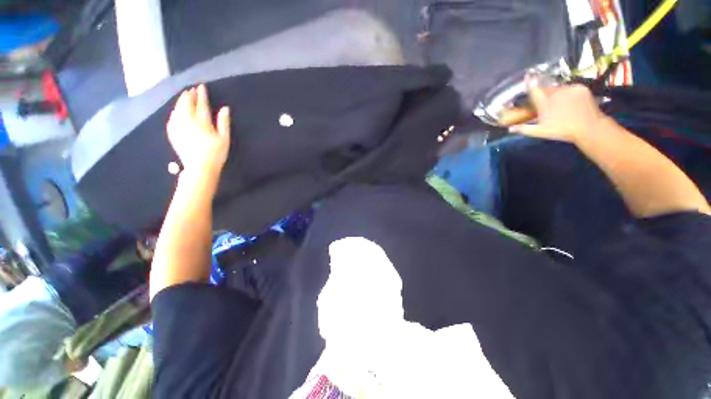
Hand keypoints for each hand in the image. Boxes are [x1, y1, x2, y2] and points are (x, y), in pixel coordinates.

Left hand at [166, 84, 230, 176]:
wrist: (200, 167)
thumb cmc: (216, 154)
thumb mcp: (224, 139)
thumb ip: (223, 122)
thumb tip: (225, 108)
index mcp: (202, 122)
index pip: (201, 105)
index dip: (202, 95)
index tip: (201, 87)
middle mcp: (187, 121)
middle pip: (186, 104)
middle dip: (189, 96)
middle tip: (192, 90)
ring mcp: (178, 127)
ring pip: (177, 109)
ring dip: (181, 101)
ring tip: (185, 97)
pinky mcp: (173, 133)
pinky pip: (172, 117)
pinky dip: (175, 111)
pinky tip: (177, 110)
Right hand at [509, 83, 607, 144]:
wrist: (589, 127)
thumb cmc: (562, 131)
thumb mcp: (541, 132)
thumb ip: (524, 129)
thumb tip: (509, 129)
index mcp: (544, 104)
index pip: (535, 90)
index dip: (531, 82)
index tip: (528, 75)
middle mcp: (555, 93)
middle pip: (547, 89)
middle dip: (545, 93)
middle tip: (547, 103)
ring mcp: (569, 89)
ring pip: (559, 88)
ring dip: (557, 94)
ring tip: (560, 104)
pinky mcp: (580, 88)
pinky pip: (571, 88)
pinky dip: (569, 93)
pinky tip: (571, 101)